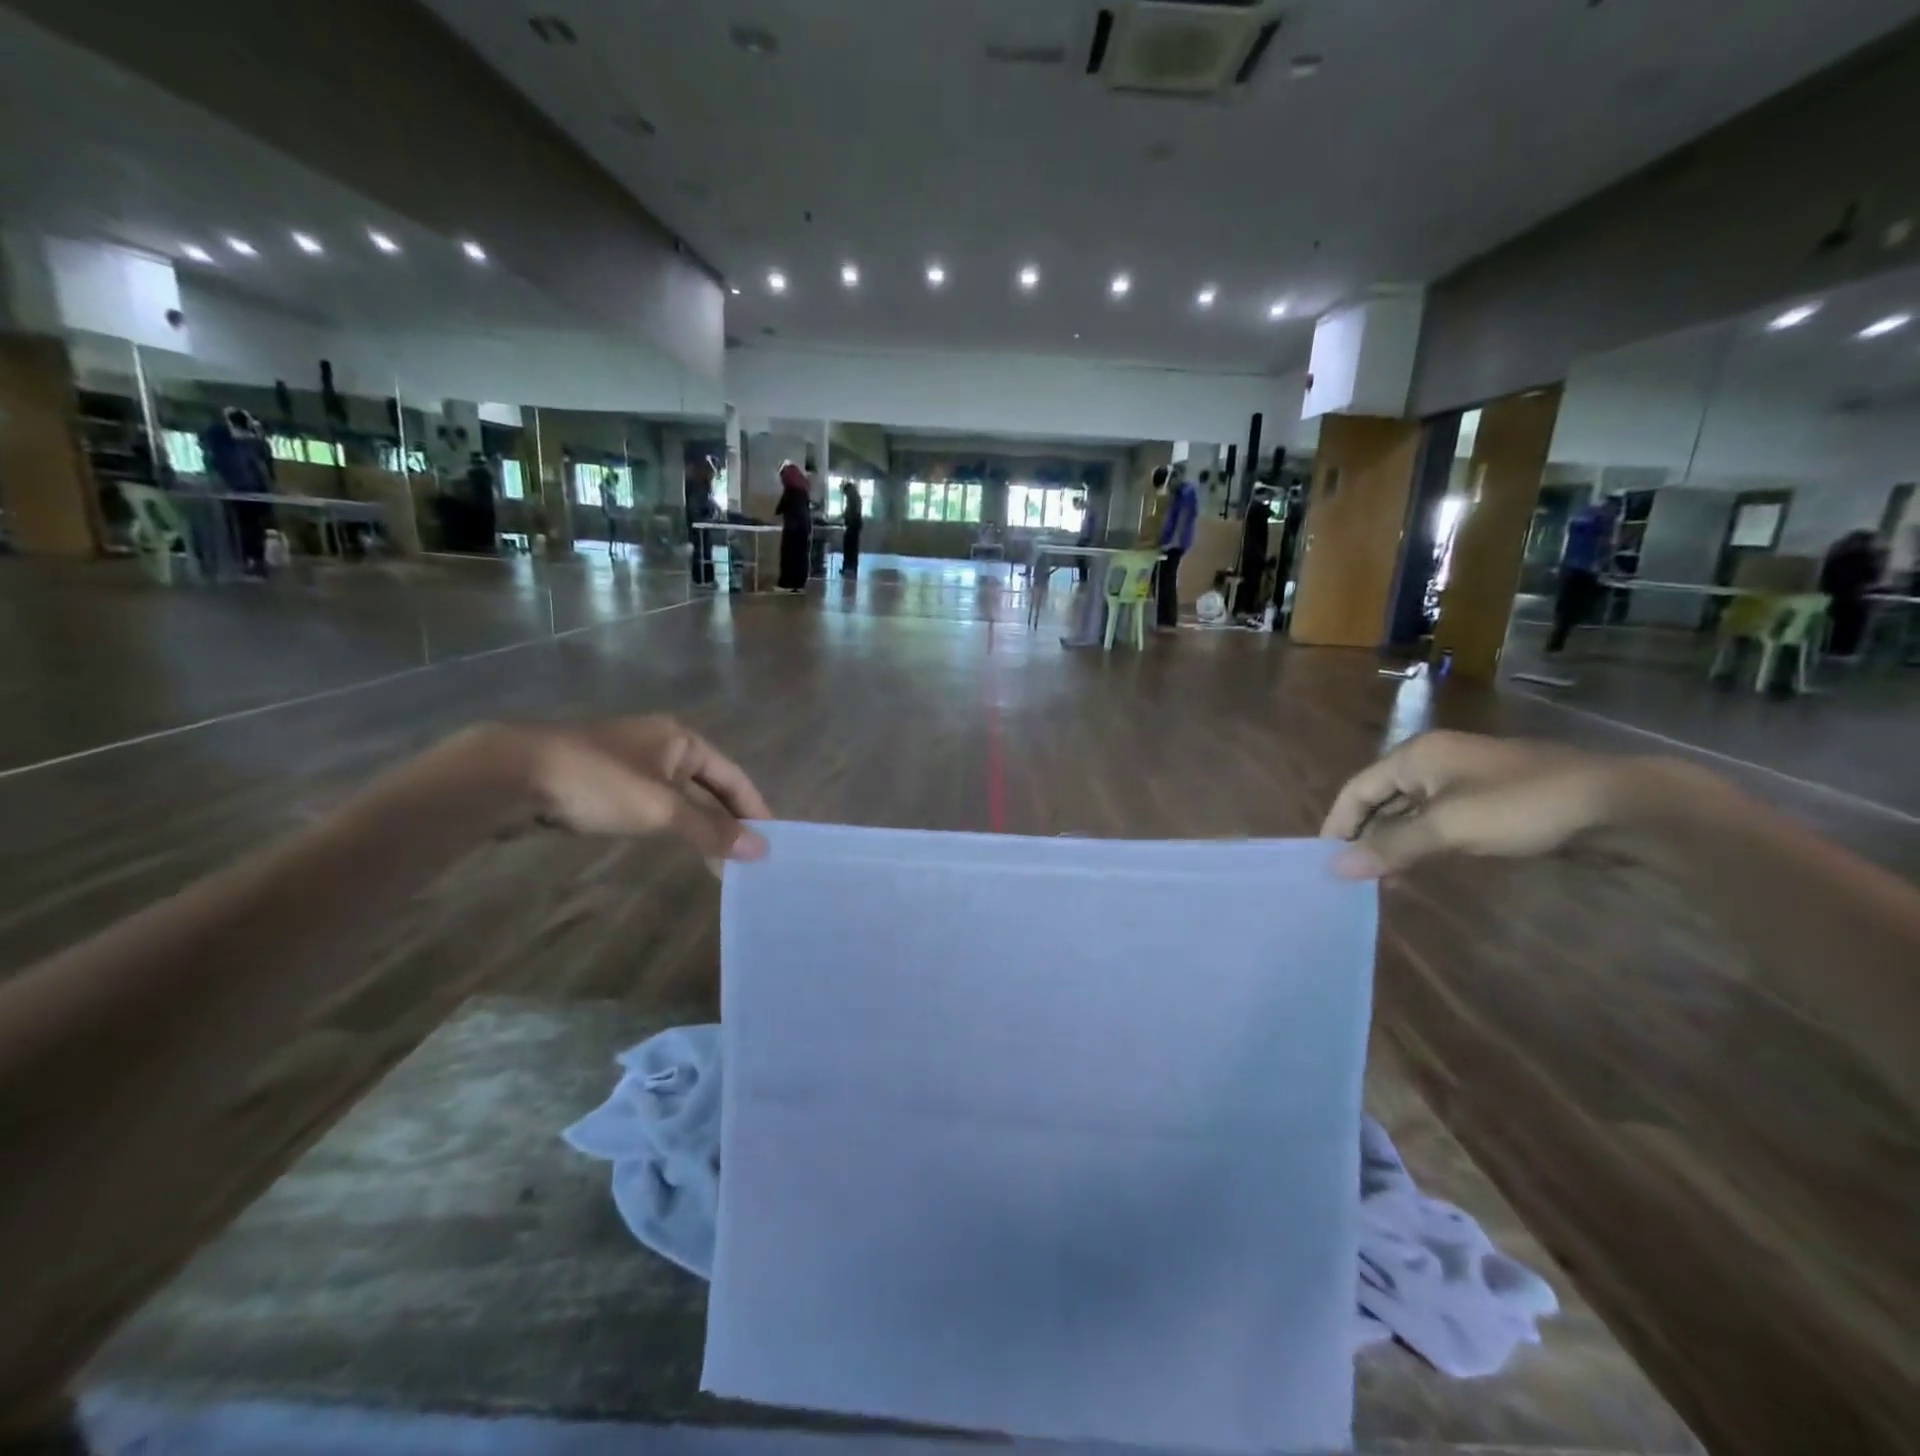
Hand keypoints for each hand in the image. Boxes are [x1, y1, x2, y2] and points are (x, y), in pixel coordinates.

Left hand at [501, 718, 771, 860]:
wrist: (512, 774)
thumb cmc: (599, 783)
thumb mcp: (662, 807)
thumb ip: (711, 830)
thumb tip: (761, 850)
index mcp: (681, 739)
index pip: (733, 776)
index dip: (754, 807)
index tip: (771, 840)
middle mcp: (661, 744)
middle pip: (708, 786)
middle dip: (727, 820)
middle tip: (746, 857)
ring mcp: (630, 761)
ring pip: (679, 797)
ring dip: (699, 825)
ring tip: (716, 859)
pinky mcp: (603, 780)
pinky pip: (652, 803)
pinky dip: (670, 824)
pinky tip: (673, 843)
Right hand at [1319, 731, 1666, 878]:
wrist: (1618, 805)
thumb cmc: (1521, 806)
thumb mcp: (1448, 827)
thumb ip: (1391, 846)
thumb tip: (1336, 868)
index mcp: (1416, 756)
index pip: (1357, 789)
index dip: (1338, 824)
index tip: (1325, 861)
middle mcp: (1433, 763)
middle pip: (1380, 800)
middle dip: (1364, 836)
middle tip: (1351, 876)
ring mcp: (1463, 782)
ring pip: (1409, 814)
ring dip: (1392, 844)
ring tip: (1379, 880)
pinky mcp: (1489, 802)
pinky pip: (1438, 822)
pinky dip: (1421, 844)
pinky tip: (1417, 869)